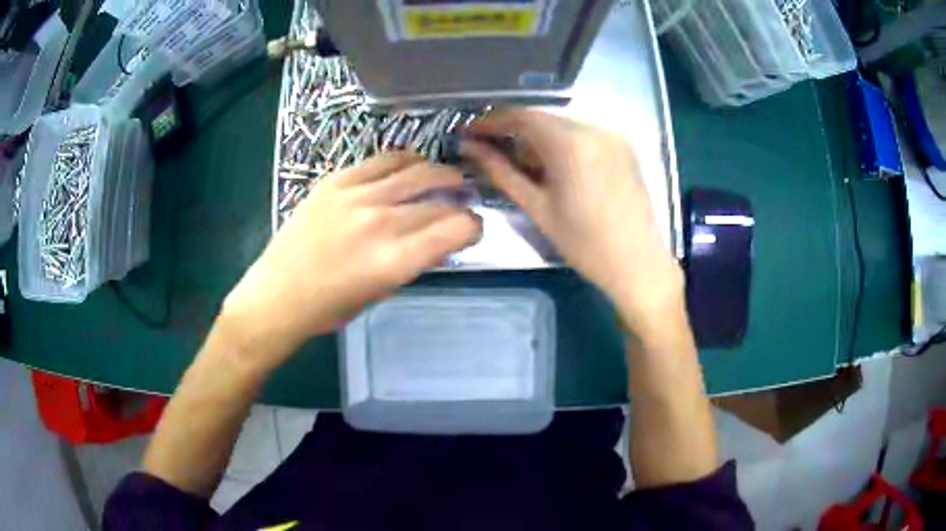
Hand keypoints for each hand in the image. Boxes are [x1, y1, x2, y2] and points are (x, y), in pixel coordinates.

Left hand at [219, 152, 481, 367]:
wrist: (277, 295)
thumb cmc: (329, 308)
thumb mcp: (381, 292)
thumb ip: (412, 262)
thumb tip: (436, 239)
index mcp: (395, 260)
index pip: (457, 229)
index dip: (474, 227)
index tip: (472, 229)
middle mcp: (381, 221)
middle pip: (440, 197)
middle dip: (460, 197)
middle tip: (463, 198)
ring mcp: (357, 196)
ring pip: (416, 169)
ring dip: (438, 173)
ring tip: (443, 177)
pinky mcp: (336, 181)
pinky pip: (382, 160)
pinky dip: (405, 160)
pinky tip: (410, 165)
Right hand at [462, 110, 682, 330]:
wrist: (638, 264)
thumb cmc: (584, 243)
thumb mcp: (538, 208)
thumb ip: (501, 172)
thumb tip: (470, 148)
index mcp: (570, 142)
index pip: (521, 116)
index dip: (491, 121)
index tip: (471, 133)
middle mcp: (594, 128)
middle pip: (543, 119)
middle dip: (515, 132)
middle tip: (494, 154)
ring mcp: (613, 135)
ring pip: (564, 126)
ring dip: (539, 140)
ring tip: (526, 167)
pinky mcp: (624, 147)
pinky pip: (584, 135)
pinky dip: (564, 144)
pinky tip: (557, 168)